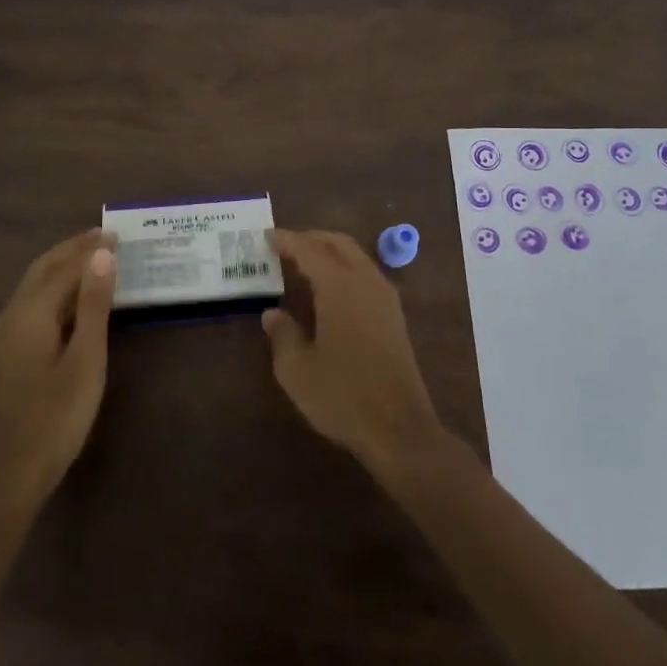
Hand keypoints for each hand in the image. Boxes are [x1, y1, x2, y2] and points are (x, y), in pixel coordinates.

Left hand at [0, 231, 115, 506]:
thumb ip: (94, 305)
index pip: (63, 268)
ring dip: (63, 266)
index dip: (90, 249)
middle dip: (72, 249)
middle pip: (42, 269)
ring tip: (93, 257)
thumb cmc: (58, 416)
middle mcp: (12, 316)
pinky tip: (73, 297)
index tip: (117, 233)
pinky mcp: (9, 352)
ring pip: (35, 286)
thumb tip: (102, 255)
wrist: (15, 472)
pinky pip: (33, 303)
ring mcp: (6, 335)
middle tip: (105, 236)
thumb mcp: (86, 359)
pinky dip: (55, 288)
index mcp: (30, 314)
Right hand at [262, 228, 443, 476]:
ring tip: (303, 263)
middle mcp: (366, 282)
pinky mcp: (394, 316)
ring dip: (330, 252)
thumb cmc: (342, 396)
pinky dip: (344, 268)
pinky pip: (366, 274)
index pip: (310, 250)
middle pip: (338, 244)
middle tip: (285, 245)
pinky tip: (329, 288)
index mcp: (340, 286)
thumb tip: (272, 314)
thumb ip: (282, 334)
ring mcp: (385, 298)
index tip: (267, 237)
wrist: (399, 429)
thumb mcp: (297, 370)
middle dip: (311, 239)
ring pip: (356, 257)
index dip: (287, 241)